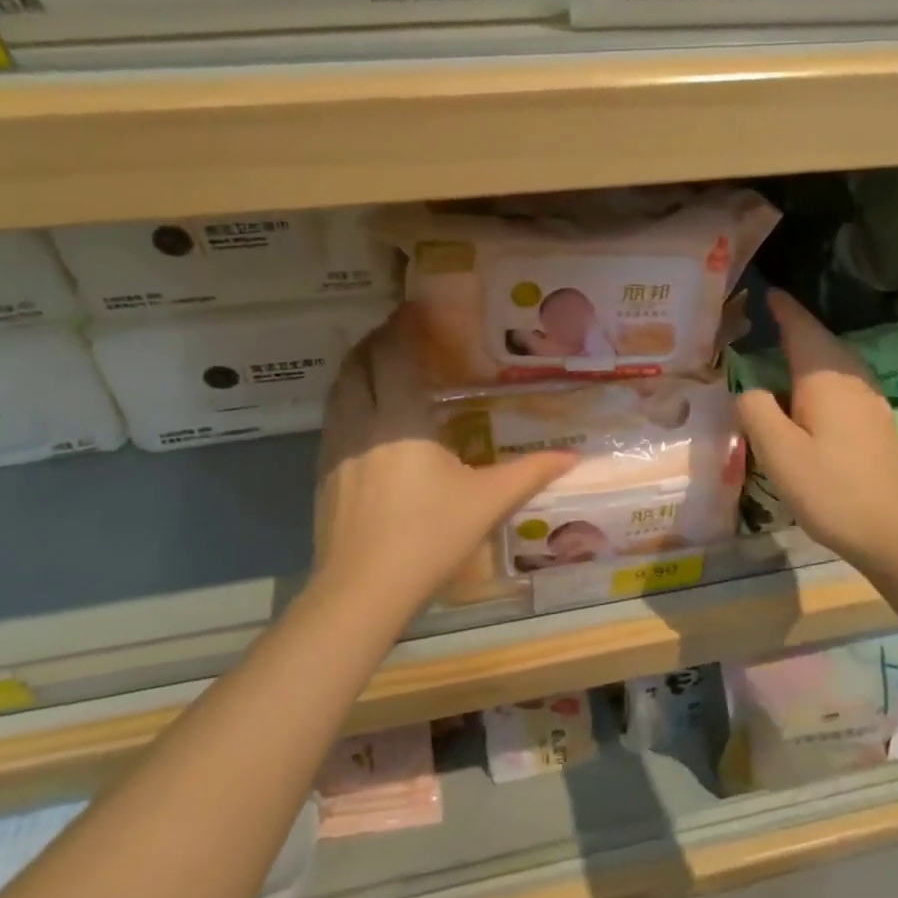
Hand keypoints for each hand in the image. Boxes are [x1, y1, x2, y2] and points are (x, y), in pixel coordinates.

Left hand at [315, 306, 576, 613]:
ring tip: (382, 361)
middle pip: (361, 362)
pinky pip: (334, 416)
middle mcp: (363, 421)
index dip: (405, 325)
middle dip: (379, 339)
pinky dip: (349, 396)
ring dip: (359, 365)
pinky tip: (367, 415)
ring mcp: (337, 446)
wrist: (361, 590)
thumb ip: (531, 473)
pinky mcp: (324, 471)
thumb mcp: (488, 502)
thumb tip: (572, 458)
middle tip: (402, 330)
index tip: (416, 306)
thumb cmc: (429, 536)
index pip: (397, 354)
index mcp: (402, 418)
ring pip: (341, 387)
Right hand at [734, 291, 897, 570]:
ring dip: (809, 351)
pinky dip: (820, 376)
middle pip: (821, 342)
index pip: (801, 328)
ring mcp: (870, 402)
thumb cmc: (834, 489)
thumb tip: (747, 388)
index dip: (784, 309)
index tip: (767, 291)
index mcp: (825, 379)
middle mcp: (851, 381)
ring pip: (834, 363)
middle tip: (766, 320)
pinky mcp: (876, 425)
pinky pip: (842, 384)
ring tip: (781, 352)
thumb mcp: (779, 452)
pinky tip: (809, 395)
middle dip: (795, 327)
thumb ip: (756, 410)